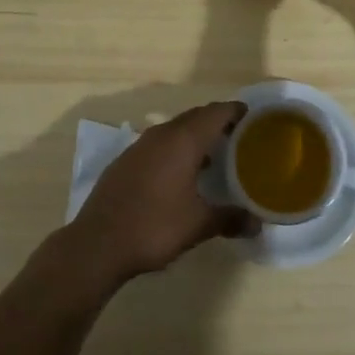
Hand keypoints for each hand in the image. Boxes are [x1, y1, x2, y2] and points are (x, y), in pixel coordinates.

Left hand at [68, 101, 257, 285]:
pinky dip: (175, 148)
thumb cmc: (154, 227)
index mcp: (183, 140)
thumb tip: (257, 223)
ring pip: (174, 129)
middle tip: (238, 136)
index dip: (235, 111)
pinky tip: (179, 173)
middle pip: (195, 116)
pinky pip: (158, 144)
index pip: (215, 113)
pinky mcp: (125, 161)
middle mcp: (161, 135)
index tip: (252, 117)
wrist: (98, 243)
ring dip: (194, 135)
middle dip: (217, 121)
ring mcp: (140, 146)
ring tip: (213, 154)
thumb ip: (229, 219)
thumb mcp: (198, 225)